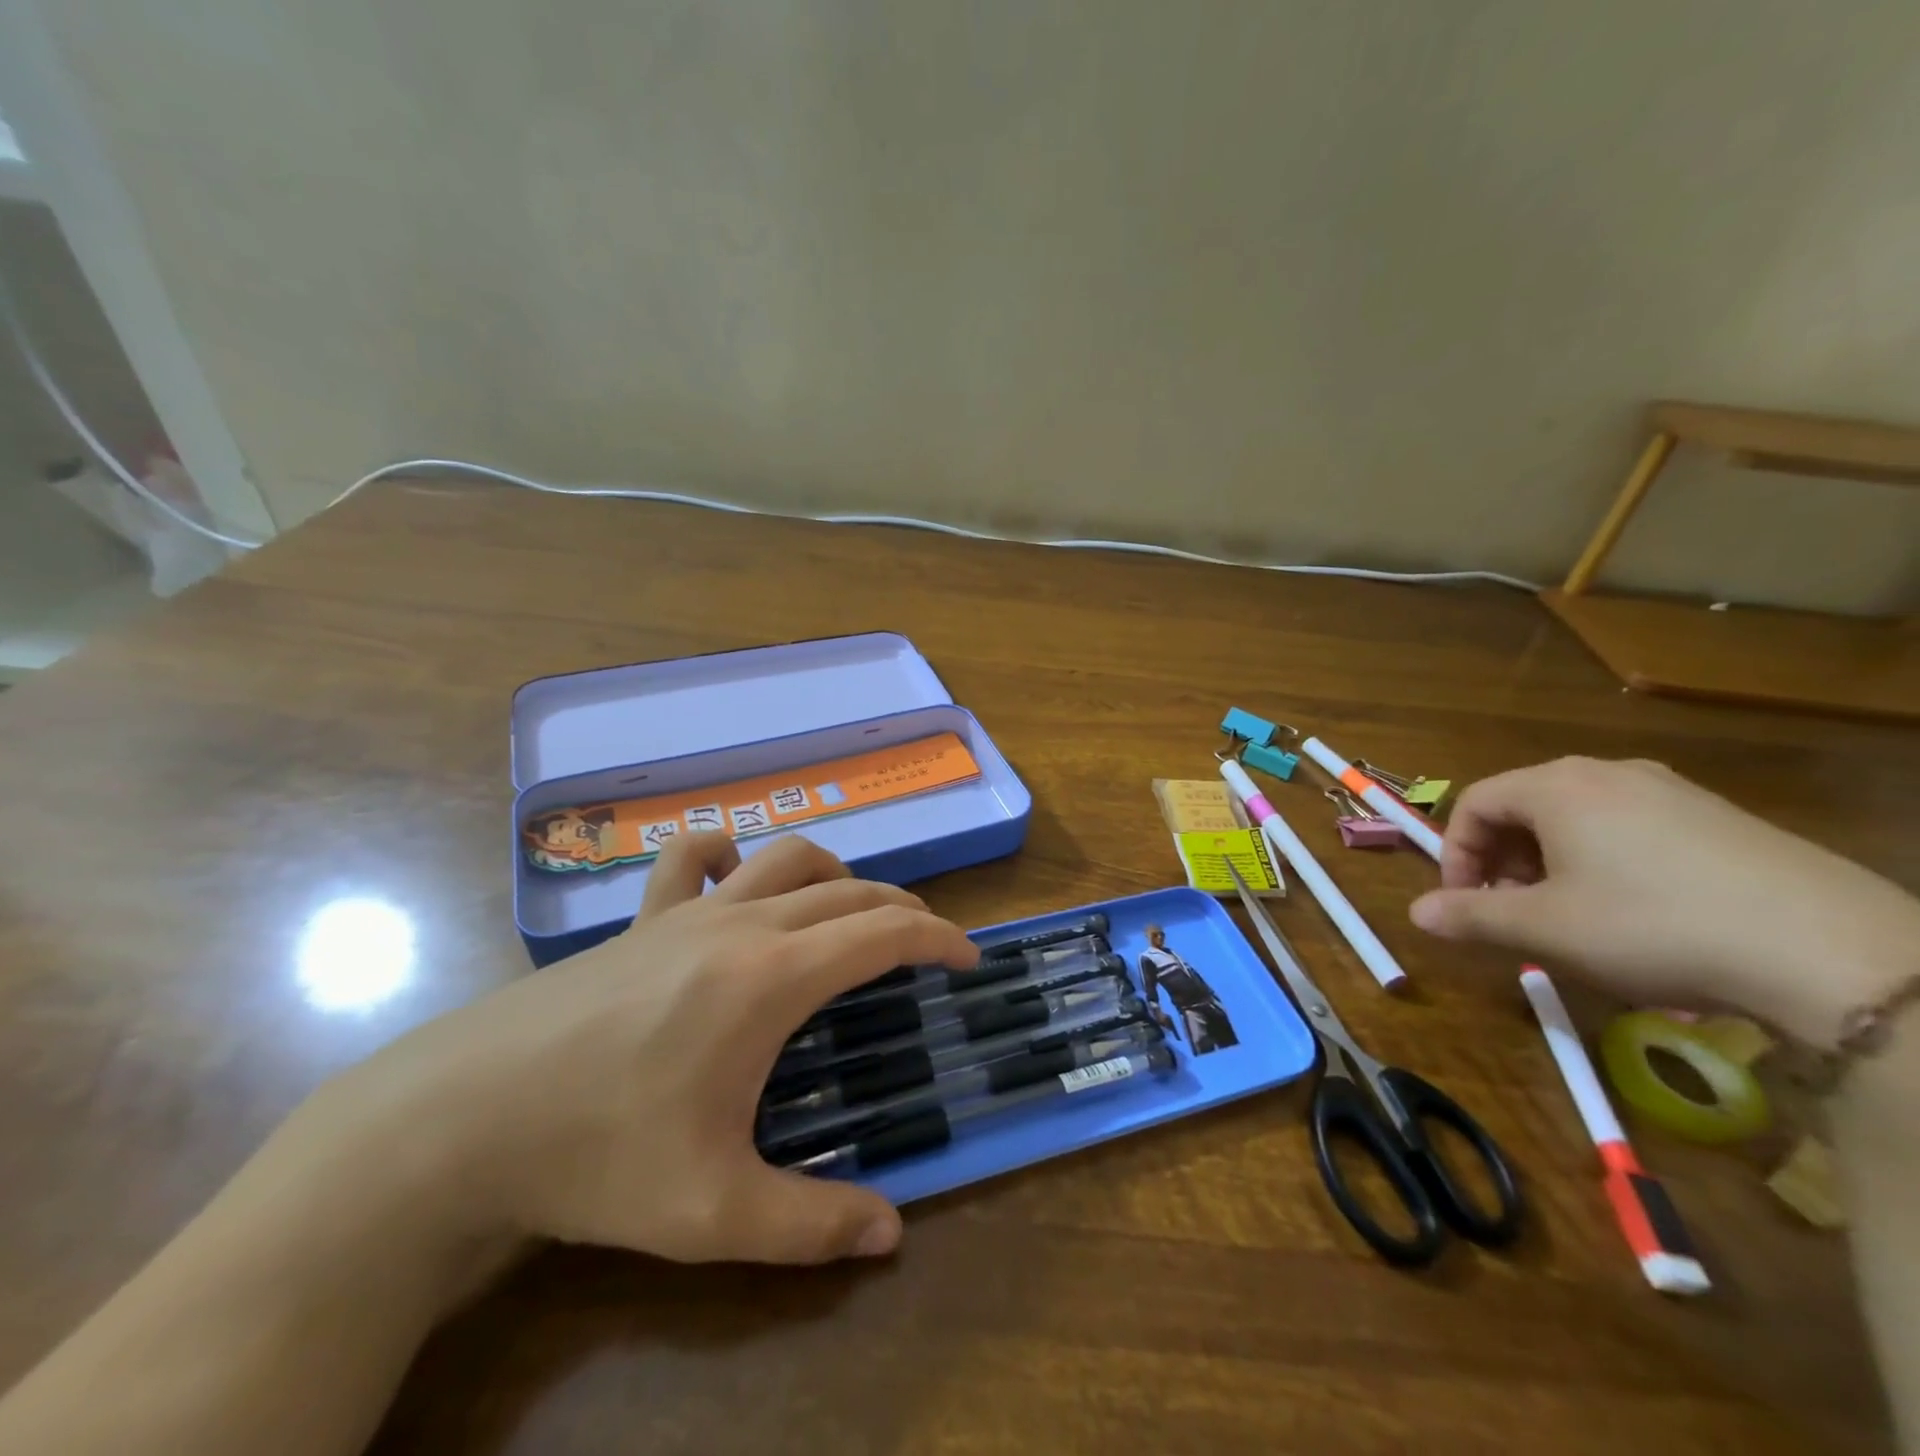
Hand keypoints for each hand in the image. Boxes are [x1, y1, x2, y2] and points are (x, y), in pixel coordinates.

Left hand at [299, 832, 976, 1264]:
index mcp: (771, 978)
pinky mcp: (640, 919)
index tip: (967, 958)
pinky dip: (728, 854)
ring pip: (785, 858)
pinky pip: (692, 858)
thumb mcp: (713, 1212)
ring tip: (849, 910)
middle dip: (900, 910)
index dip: (937, 938)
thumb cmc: (597, 1158)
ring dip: (835, 874)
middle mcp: (741, 924)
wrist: (459, 1120)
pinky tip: (733, 876)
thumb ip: (811, 1225)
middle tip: (925, 946)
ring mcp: (687, 912)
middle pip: (847, 890)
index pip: (881, 933)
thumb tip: (892, 1234)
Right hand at [1407, 757, 1919, 1045]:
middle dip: (1503, 859)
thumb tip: (1416, 914)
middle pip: (1524, 806)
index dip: (1456, 854)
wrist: (1833, 952)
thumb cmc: (1653, 926)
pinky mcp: (1721, 818)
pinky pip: (1632, 828)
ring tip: (1570, 914)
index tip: (1464, 902)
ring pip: (1578, 817)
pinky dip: (1606, 861)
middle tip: (1512, 910)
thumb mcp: (1544, 929)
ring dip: (1551, 862)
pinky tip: (1636, 911)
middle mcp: (1609, 773)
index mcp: (1557, 786)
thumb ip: (1471, 917)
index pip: (1474, 804)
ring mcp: (1672, 791)